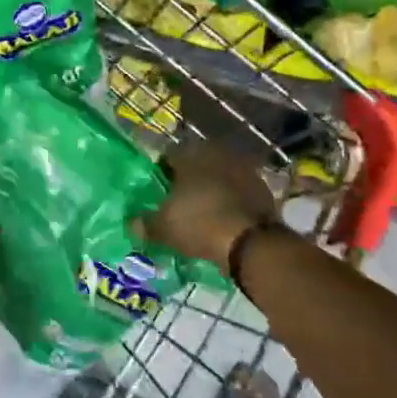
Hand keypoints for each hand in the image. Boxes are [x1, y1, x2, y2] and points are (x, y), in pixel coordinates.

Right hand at [133, 142, 276, 268]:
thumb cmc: (199, 224)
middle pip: (197, 163)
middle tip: (181, 200)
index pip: (169, 156)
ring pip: (221, 176)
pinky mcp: (263, 189)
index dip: (162, 172)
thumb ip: (145, 224)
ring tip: (205, 210)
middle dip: (189, 178)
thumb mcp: (164, 228)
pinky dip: (233, 201)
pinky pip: (240, 192)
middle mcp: (217, 155)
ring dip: (213, 188)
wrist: (251, 242)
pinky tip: (227, 218)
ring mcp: (244, 170)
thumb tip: (133, 224)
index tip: (158, 190)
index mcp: (190, 156)